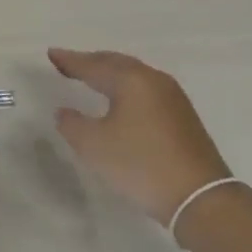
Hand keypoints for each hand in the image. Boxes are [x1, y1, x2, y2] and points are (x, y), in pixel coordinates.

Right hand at [48, 47, 231, 225]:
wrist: (200, 197)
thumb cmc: (141, 164)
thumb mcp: (95, 146)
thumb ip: (72, 124)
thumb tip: (64, 112)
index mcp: (131, 80)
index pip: (93, 65)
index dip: (70, 60)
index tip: (51, 54)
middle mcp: (154, 80)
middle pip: (116, 63)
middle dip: (91, 62)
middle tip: (68, 63)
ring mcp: (173, 97)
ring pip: (133, 75)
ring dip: (110, 74)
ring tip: (91, 77)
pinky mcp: (182, 115)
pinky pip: (145, 89)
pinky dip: (126, 87)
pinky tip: (120, 100)